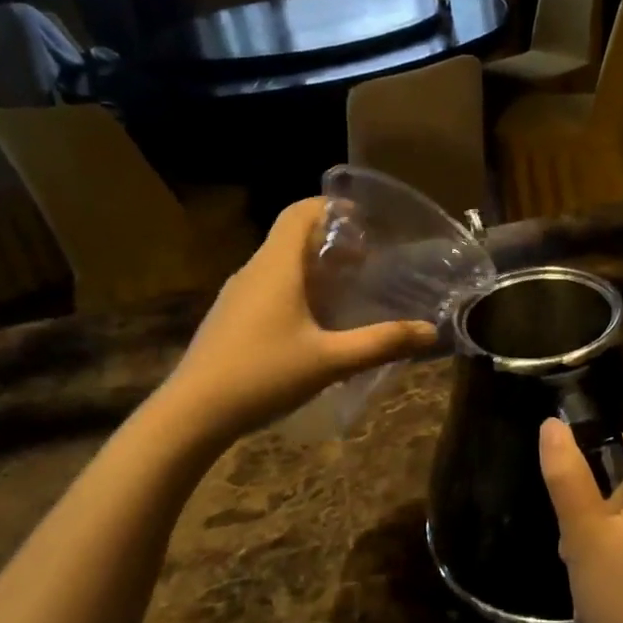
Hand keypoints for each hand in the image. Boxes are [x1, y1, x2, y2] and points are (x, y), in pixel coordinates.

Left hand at [160, 198, 435, 439]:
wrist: (191, 415)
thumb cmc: (263, 375)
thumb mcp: (330, 361)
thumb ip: (381, 343)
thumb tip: (431, 332)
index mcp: (276, 266)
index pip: (299, 212)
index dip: (332, 207)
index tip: (365, 222)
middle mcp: (253, 271)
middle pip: (291, 235)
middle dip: (331, 241)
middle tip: (367, 261)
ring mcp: (236, 295)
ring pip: (279, 263)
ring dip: (313, 267)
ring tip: (347, 290)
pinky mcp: (229, 318)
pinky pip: (267, 286)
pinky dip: (295, 288)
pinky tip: (314, 323)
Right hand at [539, 420, 622, 622]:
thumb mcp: (585, 535)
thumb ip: (567, 476)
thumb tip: (553, 423)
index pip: (622, 446)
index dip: (588, 469)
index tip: (571, 510)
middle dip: (594, 509)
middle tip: (576, 551)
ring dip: (604, 536)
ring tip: (588, 575)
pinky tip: (610, 589)